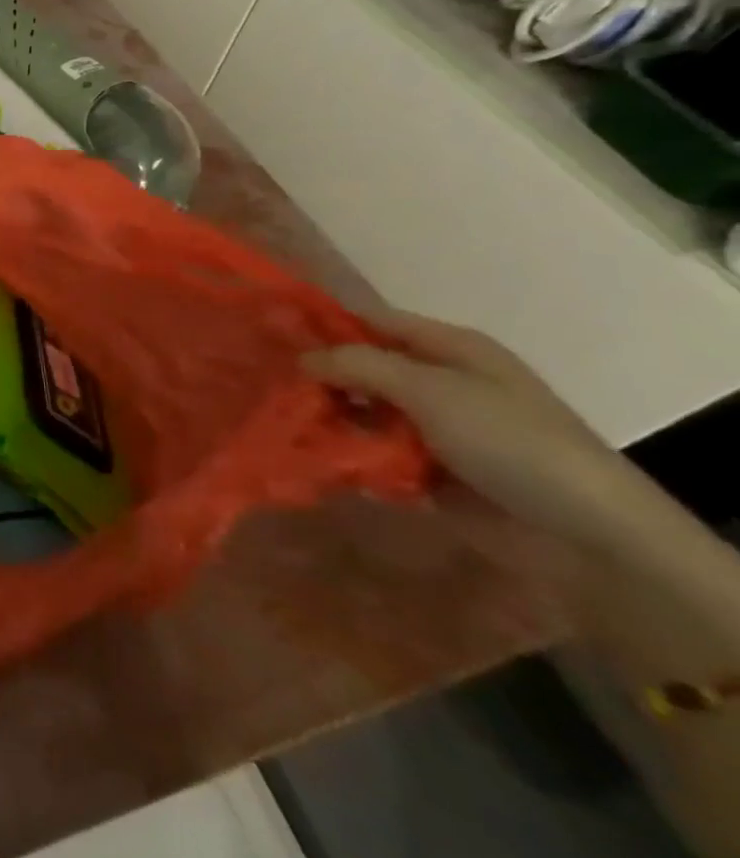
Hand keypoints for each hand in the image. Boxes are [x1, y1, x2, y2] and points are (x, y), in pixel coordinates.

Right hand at [302, 311, 626, 538]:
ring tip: (293, 430)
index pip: (373, 322)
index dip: (326, 324)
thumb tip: (302, 357)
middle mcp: (439, 383)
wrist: (585, 535)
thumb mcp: (430, 389)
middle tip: (276, 390)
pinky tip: (321, 464)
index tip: (272, 334)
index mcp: (449, 350)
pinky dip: (351, 460)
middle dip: (322, 380)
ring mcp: (434, 430)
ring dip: (333, 423)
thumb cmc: (510, 441)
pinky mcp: (429, 472)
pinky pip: (375, 456)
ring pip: (363, 415)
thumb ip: (359, 364)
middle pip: (363, 370)